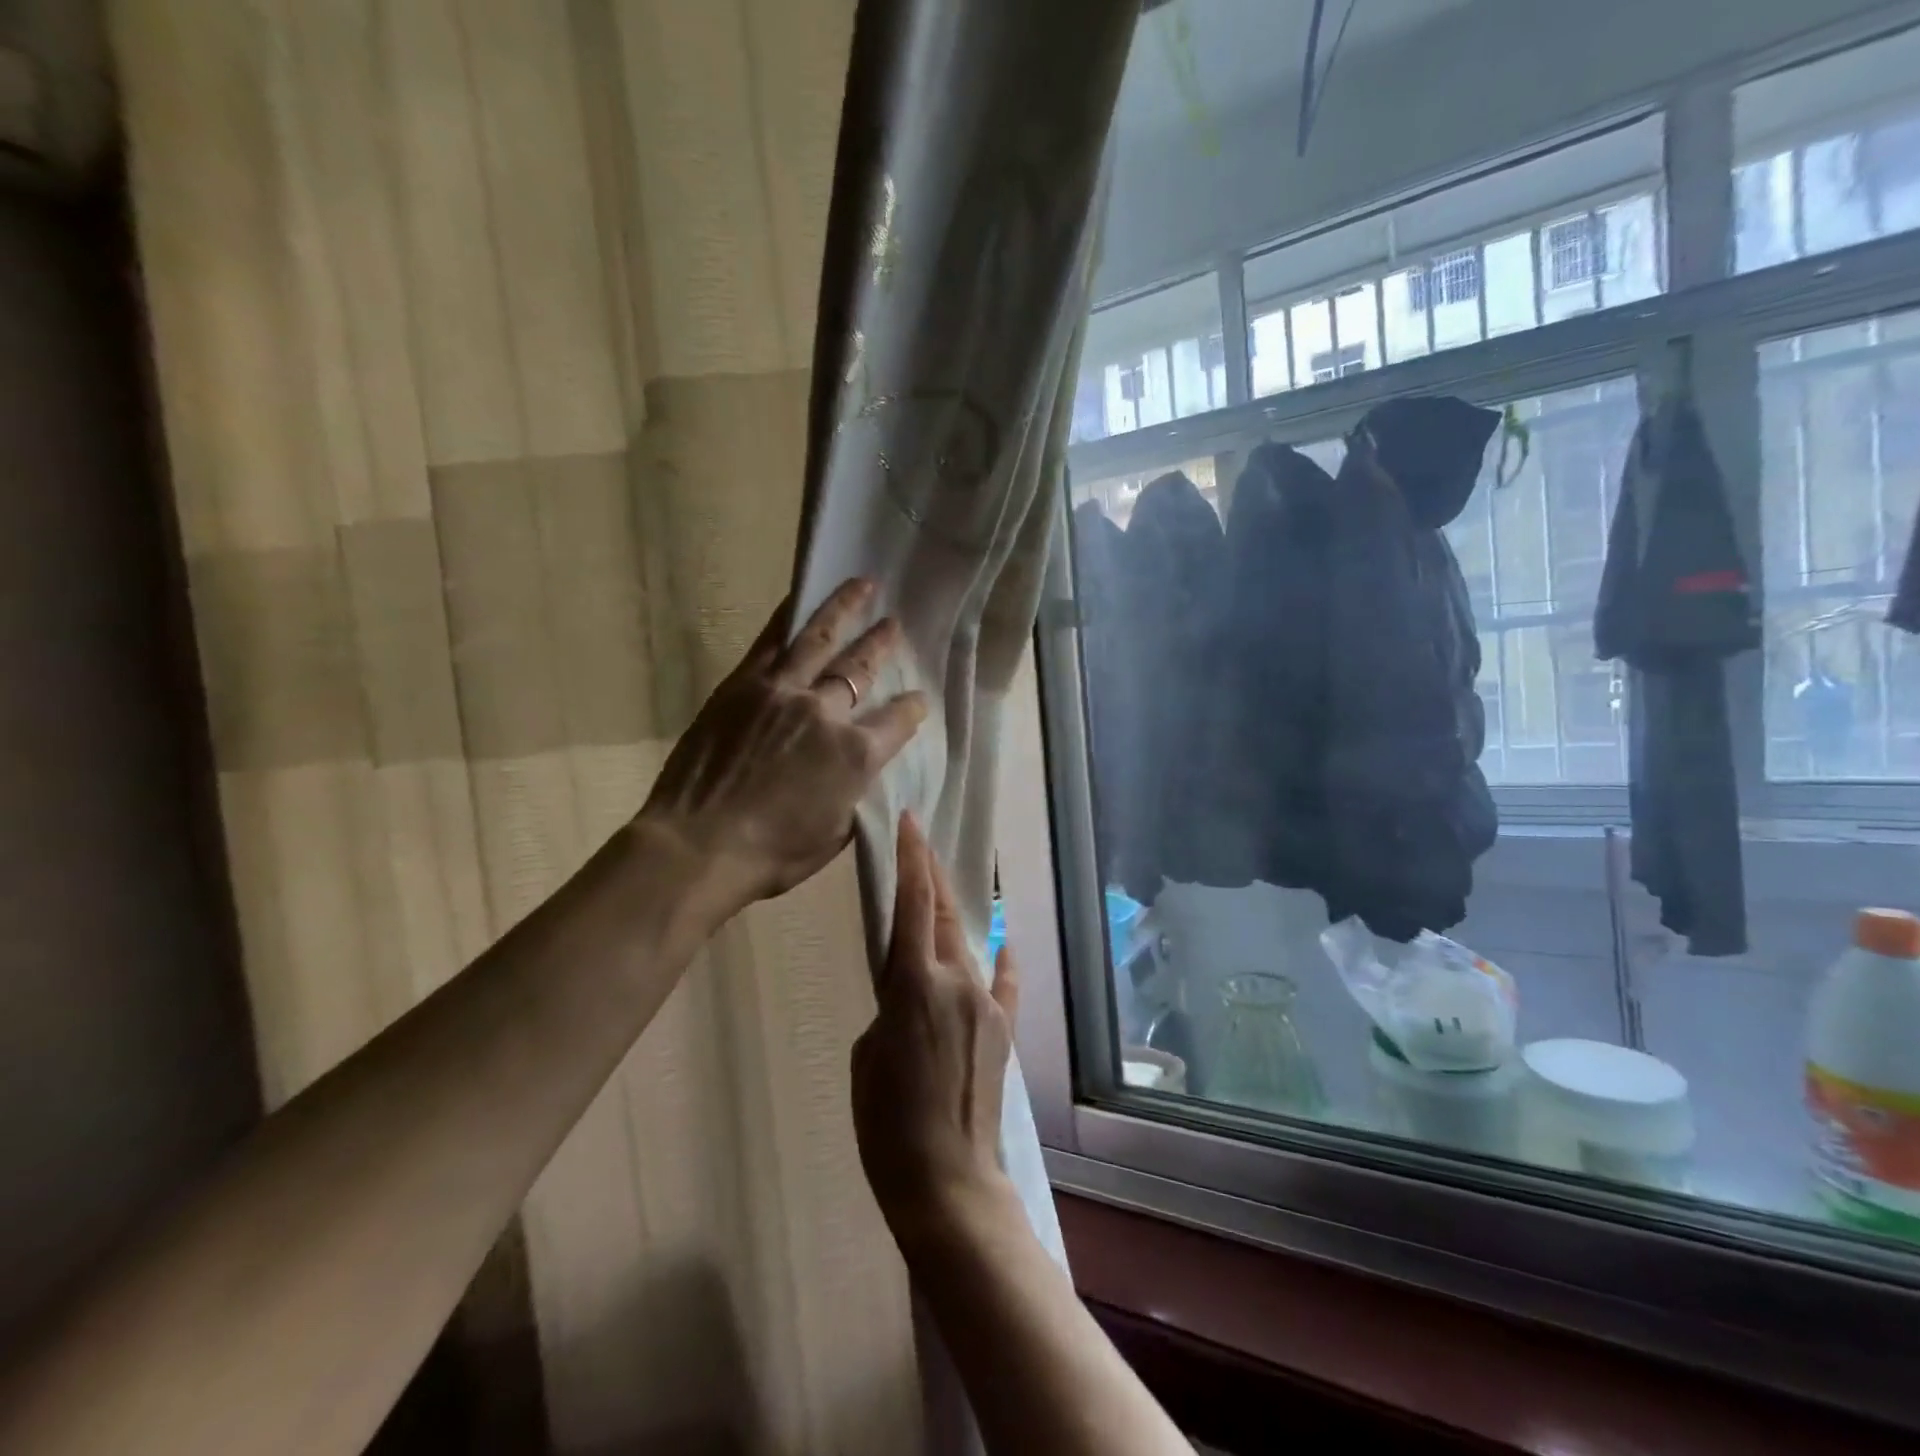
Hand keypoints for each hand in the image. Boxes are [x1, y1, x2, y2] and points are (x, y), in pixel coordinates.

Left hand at [638, 579, 927, 918]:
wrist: (698, 846)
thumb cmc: (772, 854)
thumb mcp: (836, 835)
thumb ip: (858, 794)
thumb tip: (865, 772)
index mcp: (856, 755)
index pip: (899, 720)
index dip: (913, 709)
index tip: (918, 701)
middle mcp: (826, 712)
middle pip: (862, 667)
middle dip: (883, 644)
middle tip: (895, 623)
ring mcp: (783, 691)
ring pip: (821, 638)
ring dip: (845, 608)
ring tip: (863, 584)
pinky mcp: (744, 685)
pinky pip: (772, 641)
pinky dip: (790, 617)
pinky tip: (801, 600)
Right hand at [852, 813, 1017, 1239]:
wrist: (948, 1180)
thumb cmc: (886, 1123)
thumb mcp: (867, 1055)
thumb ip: (890, 1008)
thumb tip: (910, 994)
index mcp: (913, 984)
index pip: (913, 903)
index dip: (911, 858)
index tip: (910, 822)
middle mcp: (956, 980)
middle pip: (945, 911)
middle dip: (931, 872)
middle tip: (920, 841)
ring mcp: (985, 1003)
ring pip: (968, 943)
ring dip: (954, 915)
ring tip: (942, 893)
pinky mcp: (1003, 1028)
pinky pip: (1002, 982)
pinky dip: (998, 961)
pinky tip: (1002, 945)